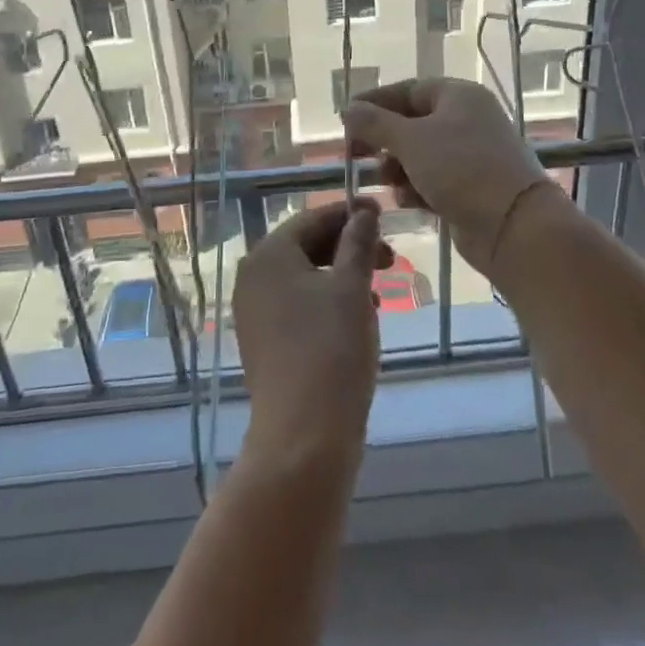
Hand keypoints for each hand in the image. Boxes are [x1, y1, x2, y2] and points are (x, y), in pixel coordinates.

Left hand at [233, 199, 387, 474]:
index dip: (350, 213)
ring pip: (305, 278)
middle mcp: (253, 278)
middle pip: (306, 246)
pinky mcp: (264, 342)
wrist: (304, 435)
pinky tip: (357, 321)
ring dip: (343, 277)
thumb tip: (364, 210)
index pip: (312, 218)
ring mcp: (255, 313)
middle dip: (349, 248)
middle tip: (390, 259)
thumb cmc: (331, 348)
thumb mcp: (353, 287)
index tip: (384, 212)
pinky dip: (328, 303)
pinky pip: (298, 306)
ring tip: (378, 293)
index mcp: (269, 256)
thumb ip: (359, 242)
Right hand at [342, 78, 561, 275]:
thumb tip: (349, 109)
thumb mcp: (411, 141)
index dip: (375, 103)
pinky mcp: (471, 187)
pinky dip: (416, 187)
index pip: (408, 90)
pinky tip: (407, 201)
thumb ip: (375, 123)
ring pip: (421, 154)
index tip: (346, 120)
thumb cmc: (461, 170)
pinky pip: (434, 180)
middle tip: (357, 155)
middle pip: (413, 123)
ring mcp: (471, 155)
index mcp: (458, 96)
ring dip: (398, 167)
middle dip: (384, 141)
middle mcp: (467, 120)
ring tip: (386, 181)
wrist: (514, 225)